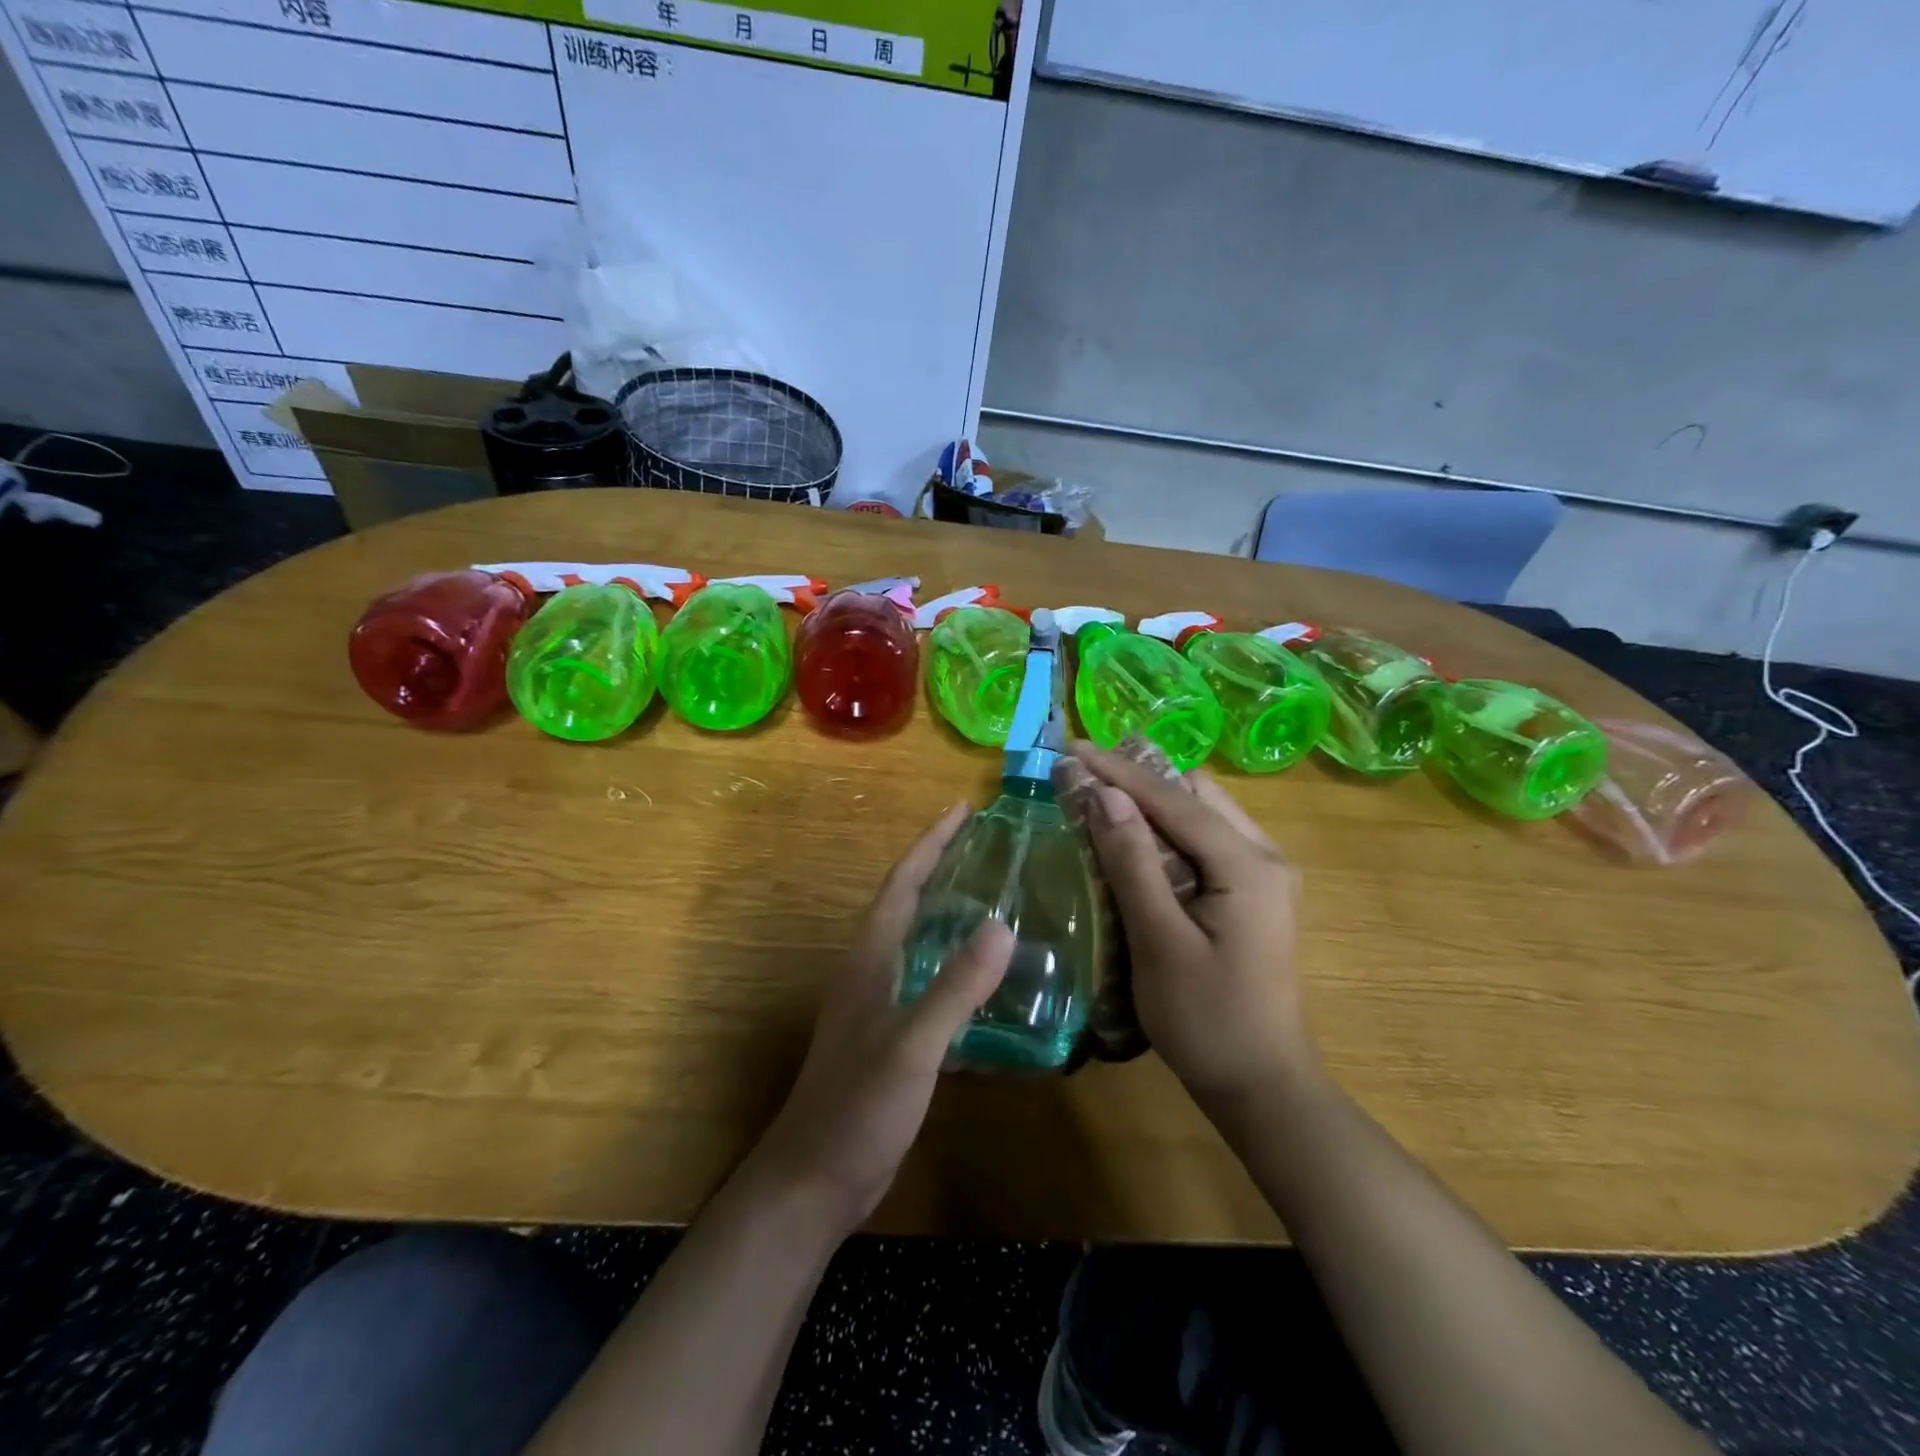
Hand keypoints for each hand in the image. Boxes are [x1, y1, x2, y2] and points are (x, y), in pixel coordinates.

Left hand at [745, 802, 1012, 1234]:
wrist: (814, 1180)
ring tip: (994, 899)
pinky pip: (926, 981)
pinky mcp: (888, 1036)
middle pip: (908, 902)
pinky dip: (954, 966)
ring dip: (948, 913)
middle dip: (942, 868)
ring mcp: (877, 1004)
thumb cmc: (858, 1107)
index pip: (903, 882)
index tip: (962, 809)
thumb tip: (1001, 925)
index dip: (931, 843)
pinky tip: (985, 982)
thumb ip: (955, 987)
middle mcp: (871, 970)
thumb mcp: (912, 1045)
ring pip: (917, 941)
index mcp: (871, 957)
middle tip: (988, 847)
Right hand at [1070, 743, 1318, 1118]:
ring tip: (1102, 798)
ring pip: (1203, 812)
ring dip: (1153, 801)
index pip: (1175, 800)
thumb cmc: (1206, 1020)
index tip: (1073, 749)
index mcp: (1248, 866)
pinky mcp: (1254, 892)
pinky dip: (1168, 828)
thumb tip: (1106, 796)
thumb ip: (1134, 863)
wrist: (1260, 1085)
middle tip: (1085, 776)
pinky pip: (1206, 839)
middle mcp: (1265, 856)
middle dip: (1139, 778)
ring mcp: (1264, 874)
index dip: (1120, 771)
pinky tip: (1135, 839)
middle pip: (1196, 794)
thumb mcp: (1159, 941)